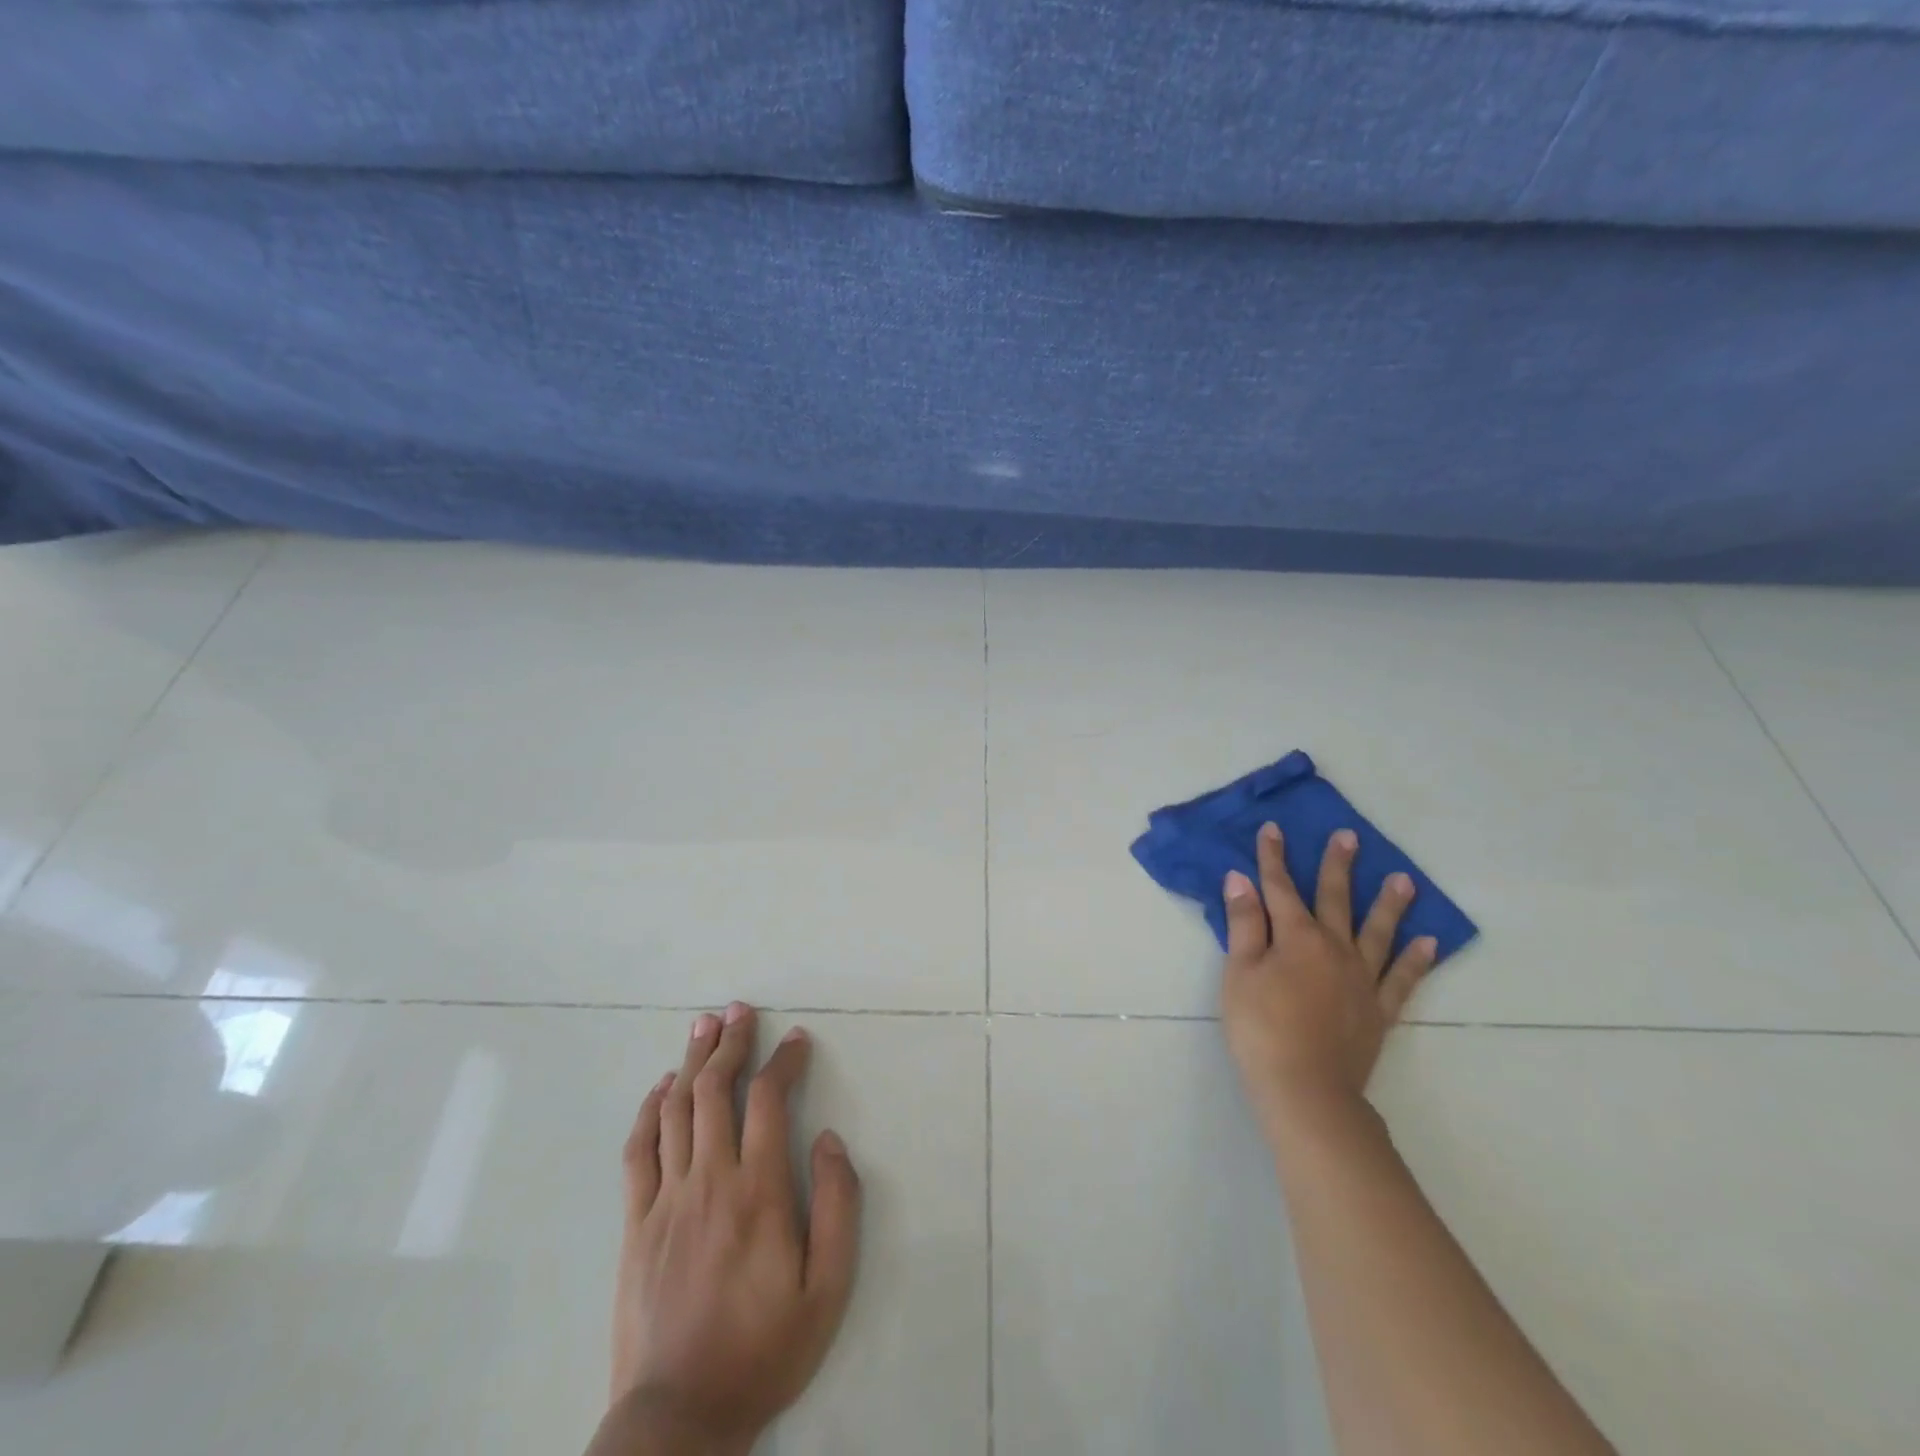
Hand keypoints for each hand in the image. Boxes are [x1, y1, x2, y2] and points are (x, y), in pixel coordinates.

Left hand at [609, 1003, 861, 1455]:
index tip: (796, 1039)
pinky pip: (639, 1151)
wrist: (679, 1417)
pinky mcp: (636, 1223)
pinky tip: (662, 1087)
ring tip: (704, 1025)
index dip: (783, 1061)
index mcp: (758, 1190)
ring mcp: (666, 1199)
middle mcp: (710, 1179)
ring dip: (693, 1061)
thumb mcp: (827, 1288)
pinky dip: (650, 1110)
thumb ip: (837, 1206)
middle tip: (739, 1009)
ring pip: (678, 1110)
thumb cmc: (764, 1349)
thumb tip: (827, 1139)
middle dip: (731, 1042)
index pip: (768, 1100)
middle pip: (717, 1090)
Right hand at [1221, 823, 1435, 1131]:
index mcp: (1296, 937)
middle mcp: (1334, 948)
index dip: (1273, 857)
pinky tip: (1428, 942)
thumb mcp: (1239, 972)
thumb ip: (1244, 924)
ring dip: (1389, 904)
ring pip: (1378, 932)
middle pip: (1335, 899)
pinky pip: (1403, 979)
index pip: (1280, 887)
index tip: (1273, 829)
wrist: (1305, 1089)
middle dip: (1338, 866)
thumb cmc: (1260, 1027)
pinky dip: (1417, 960)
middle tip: (1350, 837)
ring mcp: (1362, 979)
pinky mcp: (1380, 1010)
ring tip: (1404, 880)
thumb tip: (1240, 879)